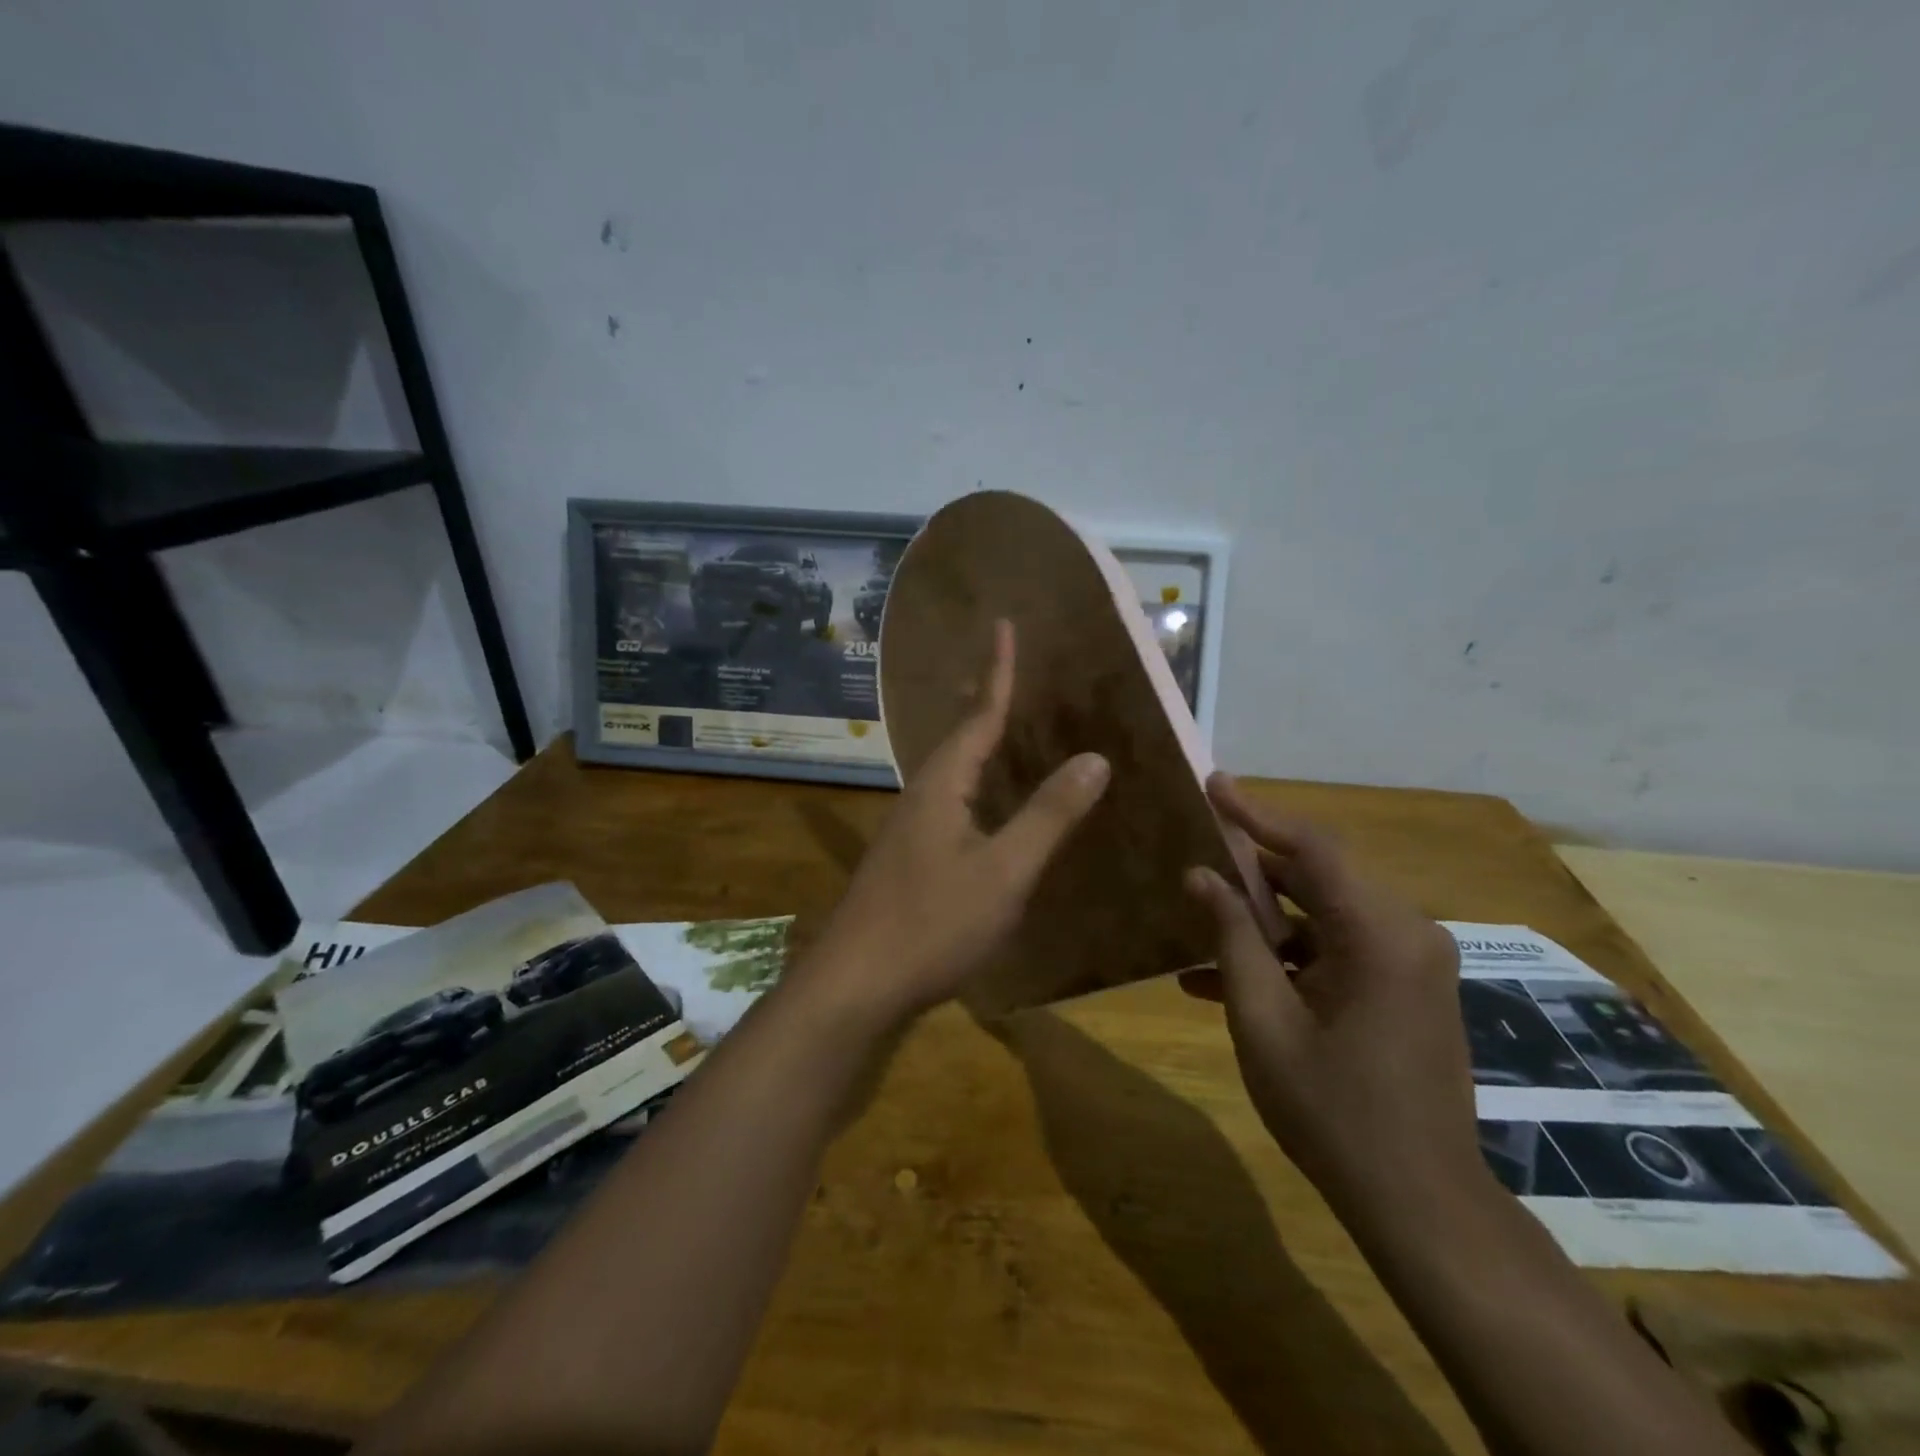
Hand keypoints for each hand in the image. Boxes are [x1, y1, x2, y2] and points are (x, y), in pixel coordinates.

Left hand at [804, 621, 1110, 1027]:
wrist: (857, 984)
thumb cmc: (932, 923)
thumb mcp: (1004, 871)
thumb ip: (1049, 815)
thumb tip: (1095, 758)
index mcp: (943, 786)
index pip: (979, 715)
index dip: (998, 672)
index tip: (1003, 625)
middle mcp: (922, 796)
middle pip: (959, 736)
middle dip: (983, 699)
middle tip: (1004, 667)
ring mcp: (910, 830)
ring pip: (952, 772)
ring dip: (978, 743)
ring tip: (1002, 726)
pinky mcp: (909, 861)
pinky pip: (952, 804)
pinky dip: (977, 787)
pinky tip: (987, 805)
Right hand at [1183, 774, 1483, 1216]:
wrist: (1419, 1201)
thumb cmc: (1332, 1110)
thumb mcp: (1263, 1020)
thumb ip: (1231, 938)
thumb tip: (1200, 874)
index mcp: (1381, 935)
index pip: (1313, 848)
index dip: (1257, 812)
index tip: (1213, 785)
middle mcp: (1406, 934)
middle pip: (1317, 877)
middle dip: (1251, 869)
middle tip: (1194, 853)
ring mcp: (1409, 963)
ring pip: (1321, 915)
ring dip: (1261, 922)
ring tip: (1196, 923)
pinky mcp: (1403, 988)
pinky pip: (1336, 951)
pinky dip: (1287, 957)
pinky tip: (1221, 980)